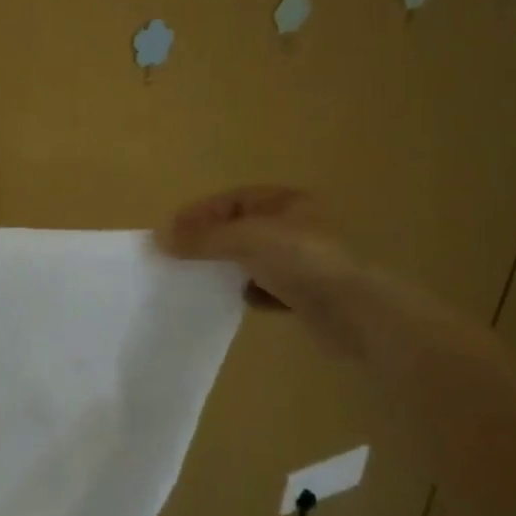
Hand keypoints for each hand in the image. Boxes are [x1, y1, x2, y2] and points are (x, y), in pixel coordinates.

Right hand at [155, 185, 353, 312]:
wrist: (357, 314)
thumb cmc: (303, 262)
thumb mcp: (247, 240)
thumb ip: (203, 238)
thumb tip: (158, 239)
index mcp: (288, 203)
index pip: (233, 200)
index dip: (199, 213)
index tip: (169, 233)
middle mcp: (297, 227)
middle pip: (241, 229)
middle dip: (210, 242)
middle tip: (178, 257)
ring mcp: (303, 262)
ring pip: (252, 260)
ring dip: (227, 269)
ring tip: (199, 279)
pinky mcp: (306, 295)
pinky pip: (267, 289)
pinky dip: (249, 293)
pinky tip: (237, 301)